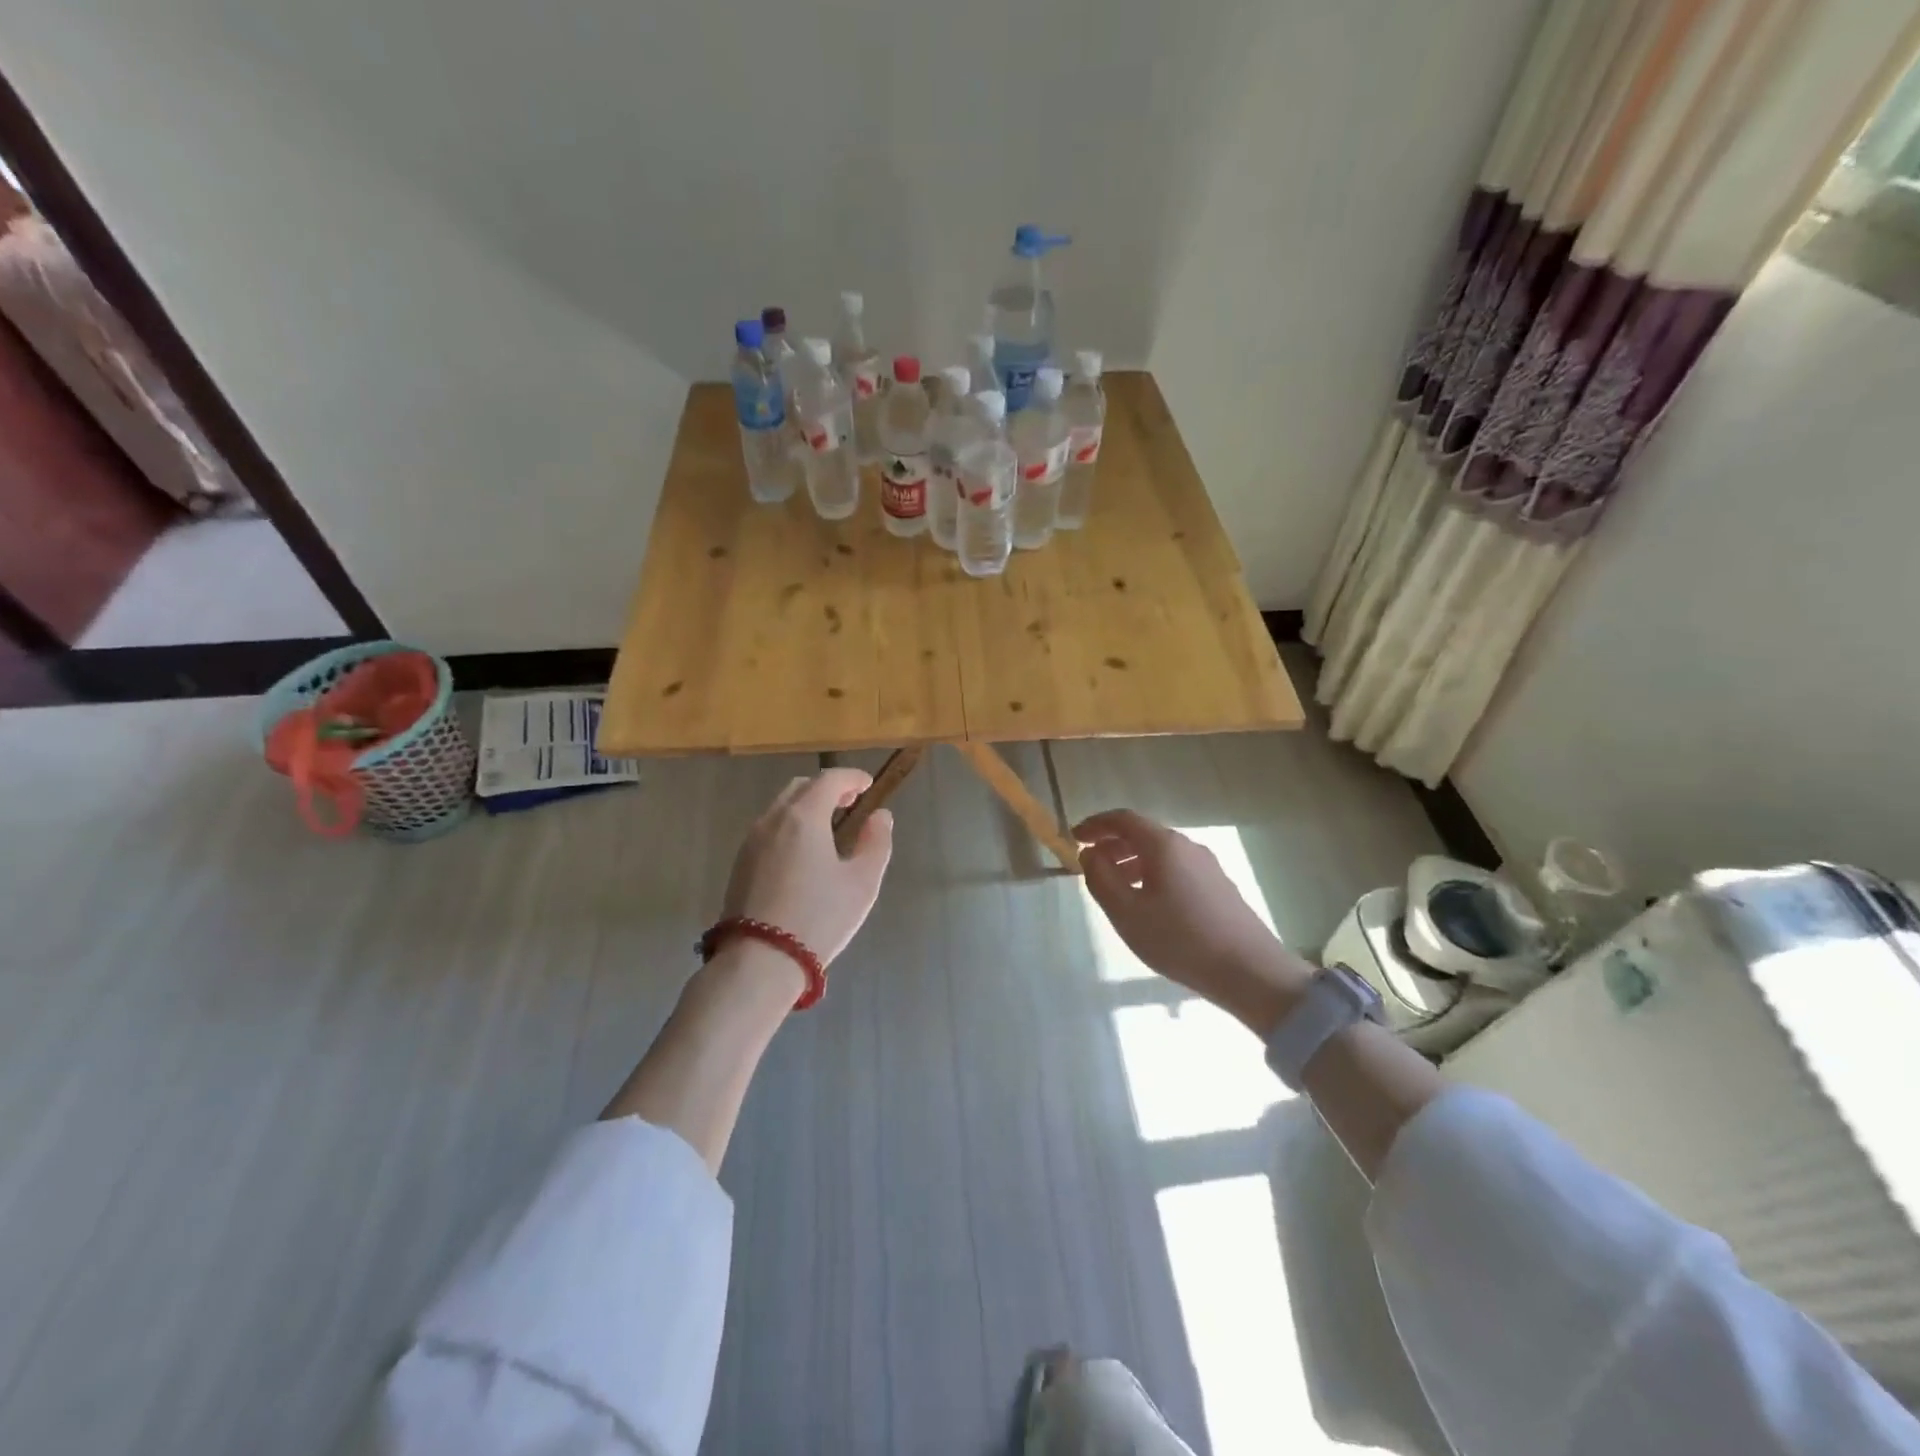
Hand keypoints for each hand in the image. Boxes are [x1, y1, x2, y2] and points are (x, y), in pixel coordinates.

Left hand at [722, 768, 892, 964]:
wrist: (760, 961)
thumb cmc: (819, 918)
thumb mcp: (862, 883)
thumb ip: (876, 843)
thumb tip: (880, 817)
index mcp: (803, 817)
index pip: (829, 780)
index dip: (852, 777)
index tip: (868, 785)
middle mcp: (772, 820)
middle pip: (801, 788)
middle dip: (828, 788)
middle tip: (850, 802)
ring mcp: (751, 841)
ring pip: (781, 807)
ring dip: (807, 806)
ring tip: (829, 826)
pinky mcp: (740, 863)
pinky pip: (769, 829)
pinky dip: (790, 825)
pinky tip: (804, 851)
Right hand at [1074, 809, 1307, 1030]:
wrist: (1249, 971)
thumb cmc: (1179, 939)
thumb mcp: (1126, 912)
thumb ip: (1101, 878)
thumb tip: (1090, 854)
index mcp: (1163, 845)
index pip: (1122, 819)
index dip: (1095, 825)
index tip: (1074, 837)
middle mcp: (1187, 846)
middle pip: (1143, 834)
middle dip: (1112, 844)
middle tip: (1089, 865)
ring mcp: (1207, 866)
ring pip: (1160, 854)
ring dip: (1131, 862)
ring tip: (1114, 888)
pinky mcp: (1218, 887)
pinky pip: (1175, 869)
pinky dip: (1151, 875)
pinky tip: (1147, 904)